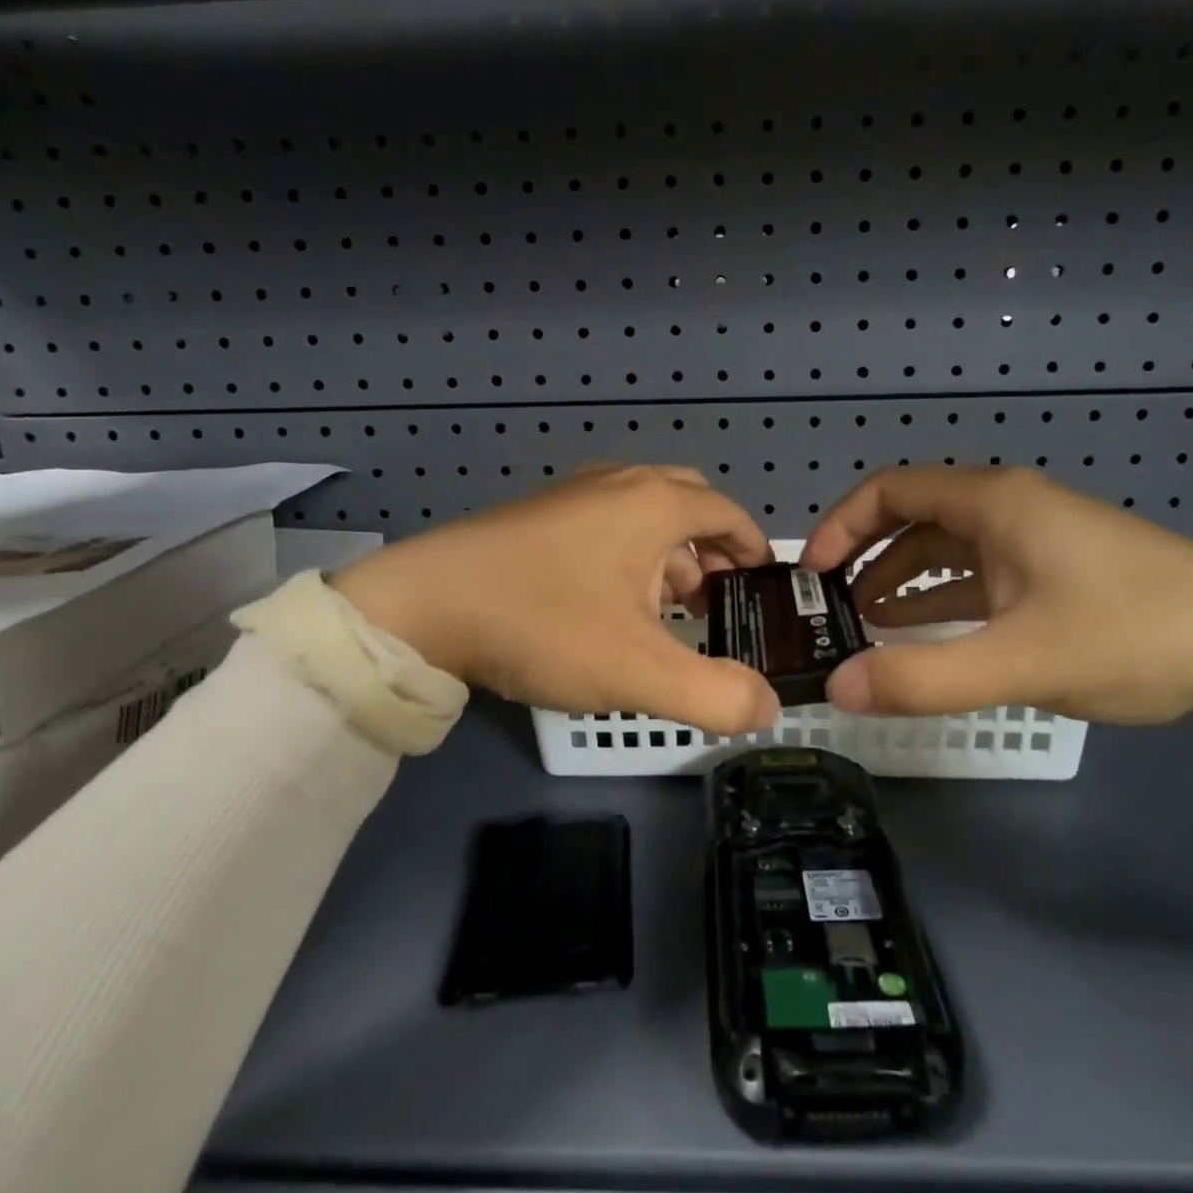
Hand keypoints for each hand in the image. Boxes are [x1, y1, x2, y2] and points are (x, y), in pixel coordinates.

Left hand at [331, 465, 781, 735]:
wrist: (424, 605)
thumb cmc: (544, 625)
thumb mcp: (639, 673)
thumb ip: (715, 696)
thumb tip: (768, 709)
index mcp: (653, 504)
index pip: (727, 512)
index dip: (753, 546)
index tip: (763, 584)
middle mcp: (619, 483)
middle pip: (689, 500)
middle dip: (713, 545)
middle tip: (717, 595)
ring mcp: (574, 492)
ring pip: (645, 509)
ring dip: (670, 549)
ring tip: (668, 603)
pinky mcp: (539, 511)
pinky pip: (607, 518)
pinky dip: (630, 546)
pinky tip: (611, 594)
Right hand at [799, 466, 1192, 752]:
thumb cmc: (1134, 636)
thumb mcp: (1020, 662)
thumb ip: (923, 678)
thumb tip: (836, 688)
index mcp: (994, 503)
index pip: (889, 490)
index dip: (840, 525)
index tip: (811, 573)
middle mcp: (1008, 507)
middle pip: (912, 514)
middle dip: (863, 554)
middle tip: (829, 602)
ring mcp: (1035, 538)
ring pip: (945, 546)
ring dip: (900, 577)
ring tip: (863, 621)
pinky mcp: (1055, 569)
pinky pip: (978, 572)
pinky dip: (941, 595)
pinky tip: (922, 630)